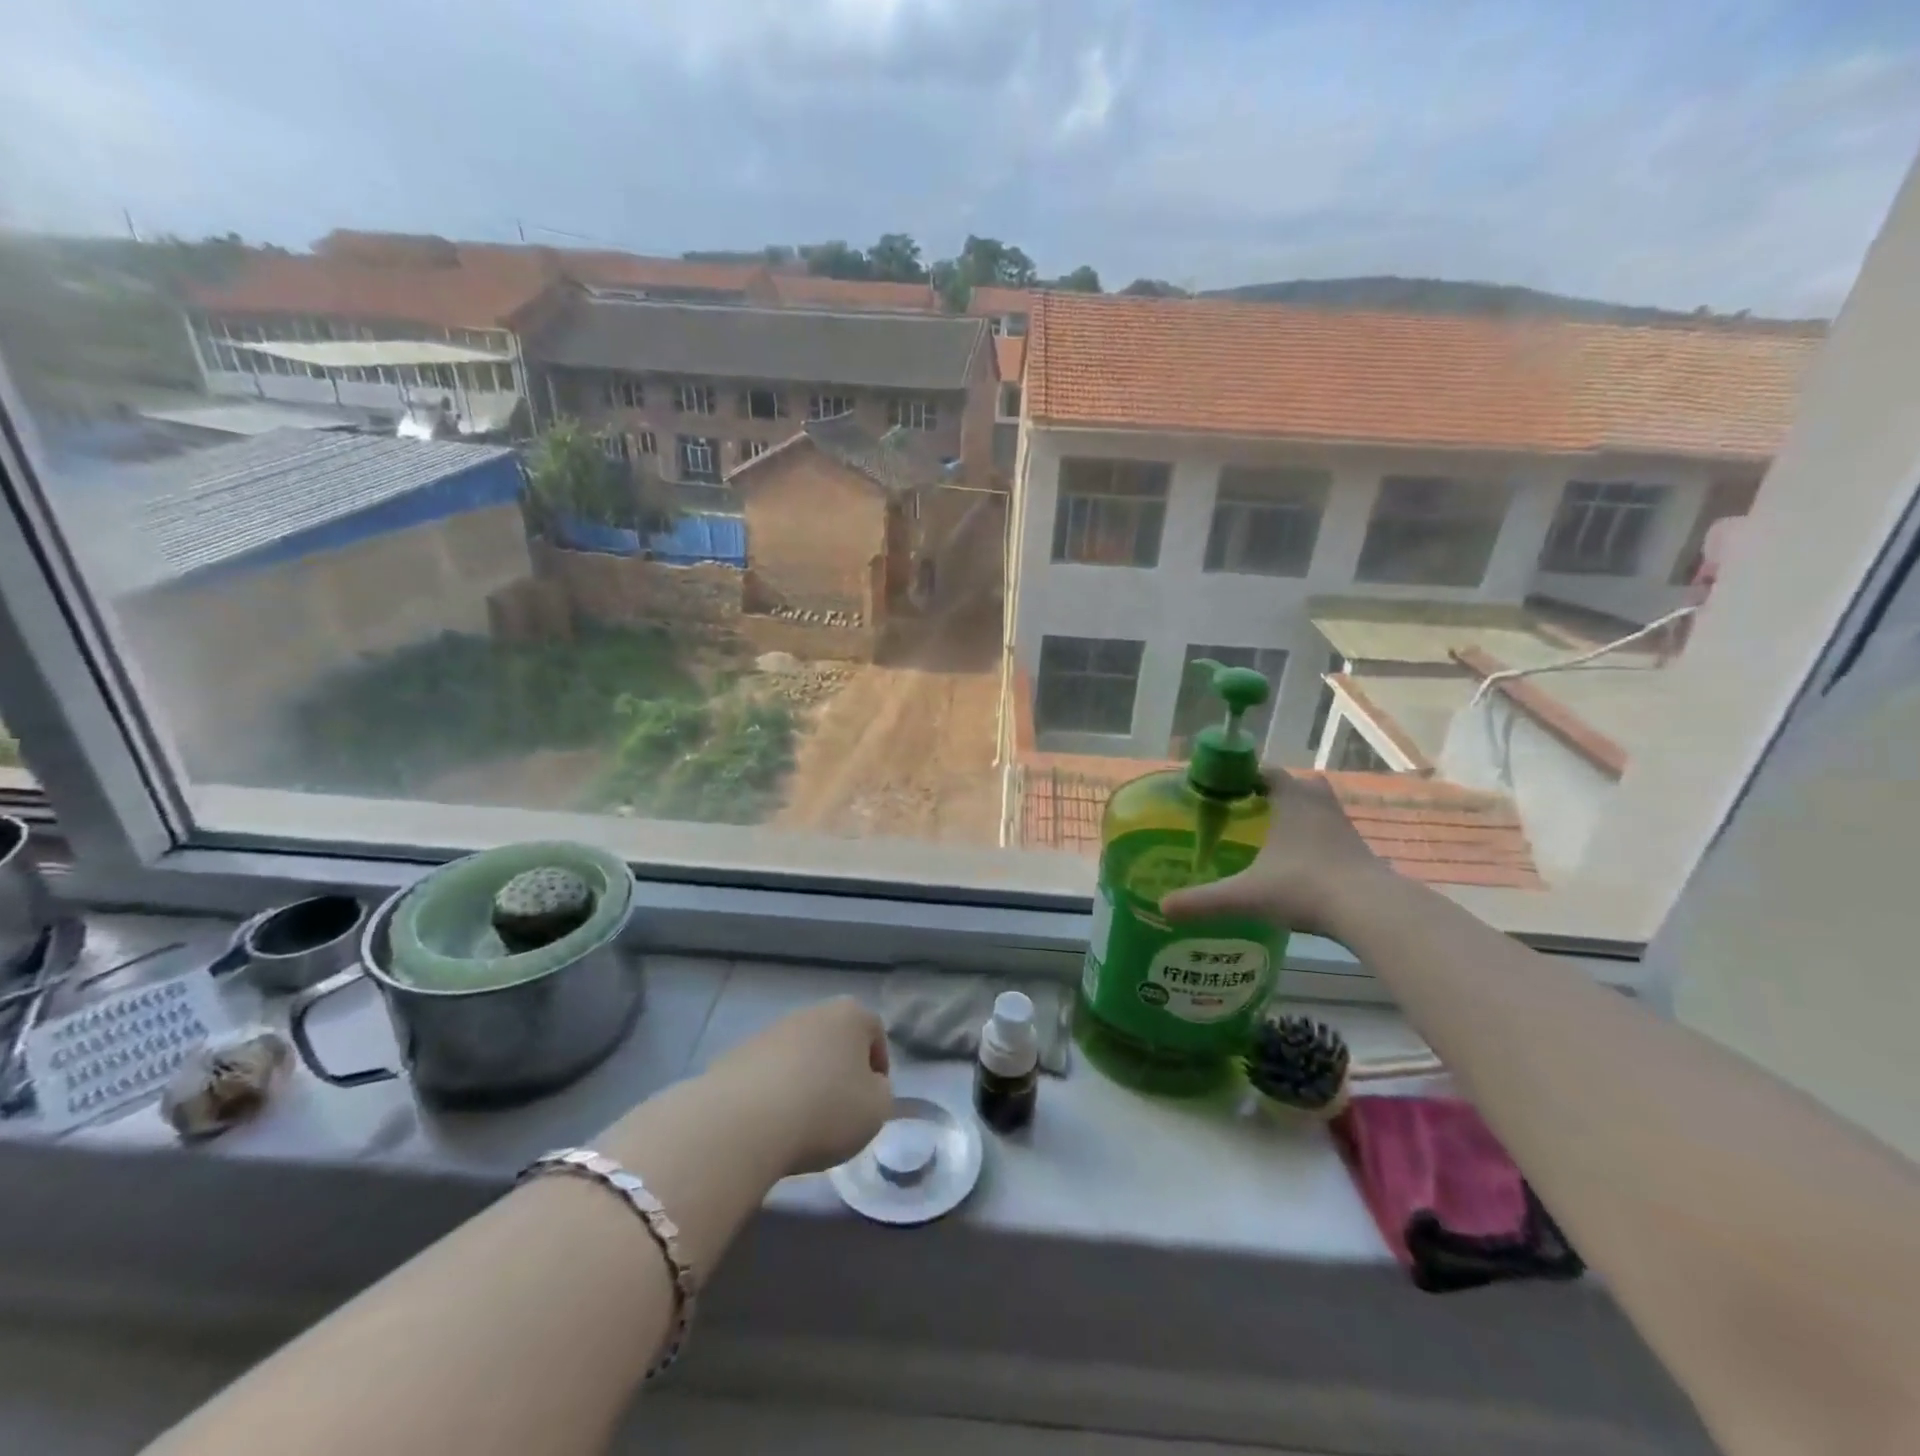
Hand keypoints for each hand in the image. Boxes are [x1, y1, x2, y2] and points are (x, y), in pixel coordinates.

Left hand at [701, 997, 893, 1176]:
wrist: (744, 1121)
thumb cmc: (826, 1109)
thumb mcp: (876, 1110)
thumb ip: (881, 1093)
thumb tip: (868, 1086)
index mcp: (850, 1015)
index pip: (875, 1033)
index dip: (879, 1068)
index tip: (873, 1100)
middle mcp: (812, 1012)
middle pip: (834, 1040)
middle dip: (839, 1070)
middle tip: (840, 1111)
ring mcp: (771, 1031)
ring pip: (800, 1055)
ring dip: (806, 1081)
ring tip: (802, 1122)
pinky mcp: (738, 1054)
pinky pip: (768, 1073)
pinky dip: (774, 1092)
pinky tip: (771, 1123)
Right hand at [1161, 770, 1393, 938]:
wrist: (1370, 911)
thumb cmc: (1304, 887)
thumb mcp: (1246, 895)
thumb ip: (1204, 900)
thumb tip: (1163, 907)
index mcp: (1291, 800)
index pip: (1266, 772)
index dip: (1245, 776)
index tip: (1226, 788)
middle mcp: (1319, 805)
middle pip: (1299, 785)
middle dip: (1276, 794)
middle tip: (1250, 812)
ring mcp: (1344, 828)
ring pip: (1320, 809)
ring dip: (1300, 816)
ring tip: (1274, 838)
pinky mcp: (1360, 852)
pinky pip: (1333, 834)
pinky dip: (1317, 842)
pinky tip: (1301, 865)